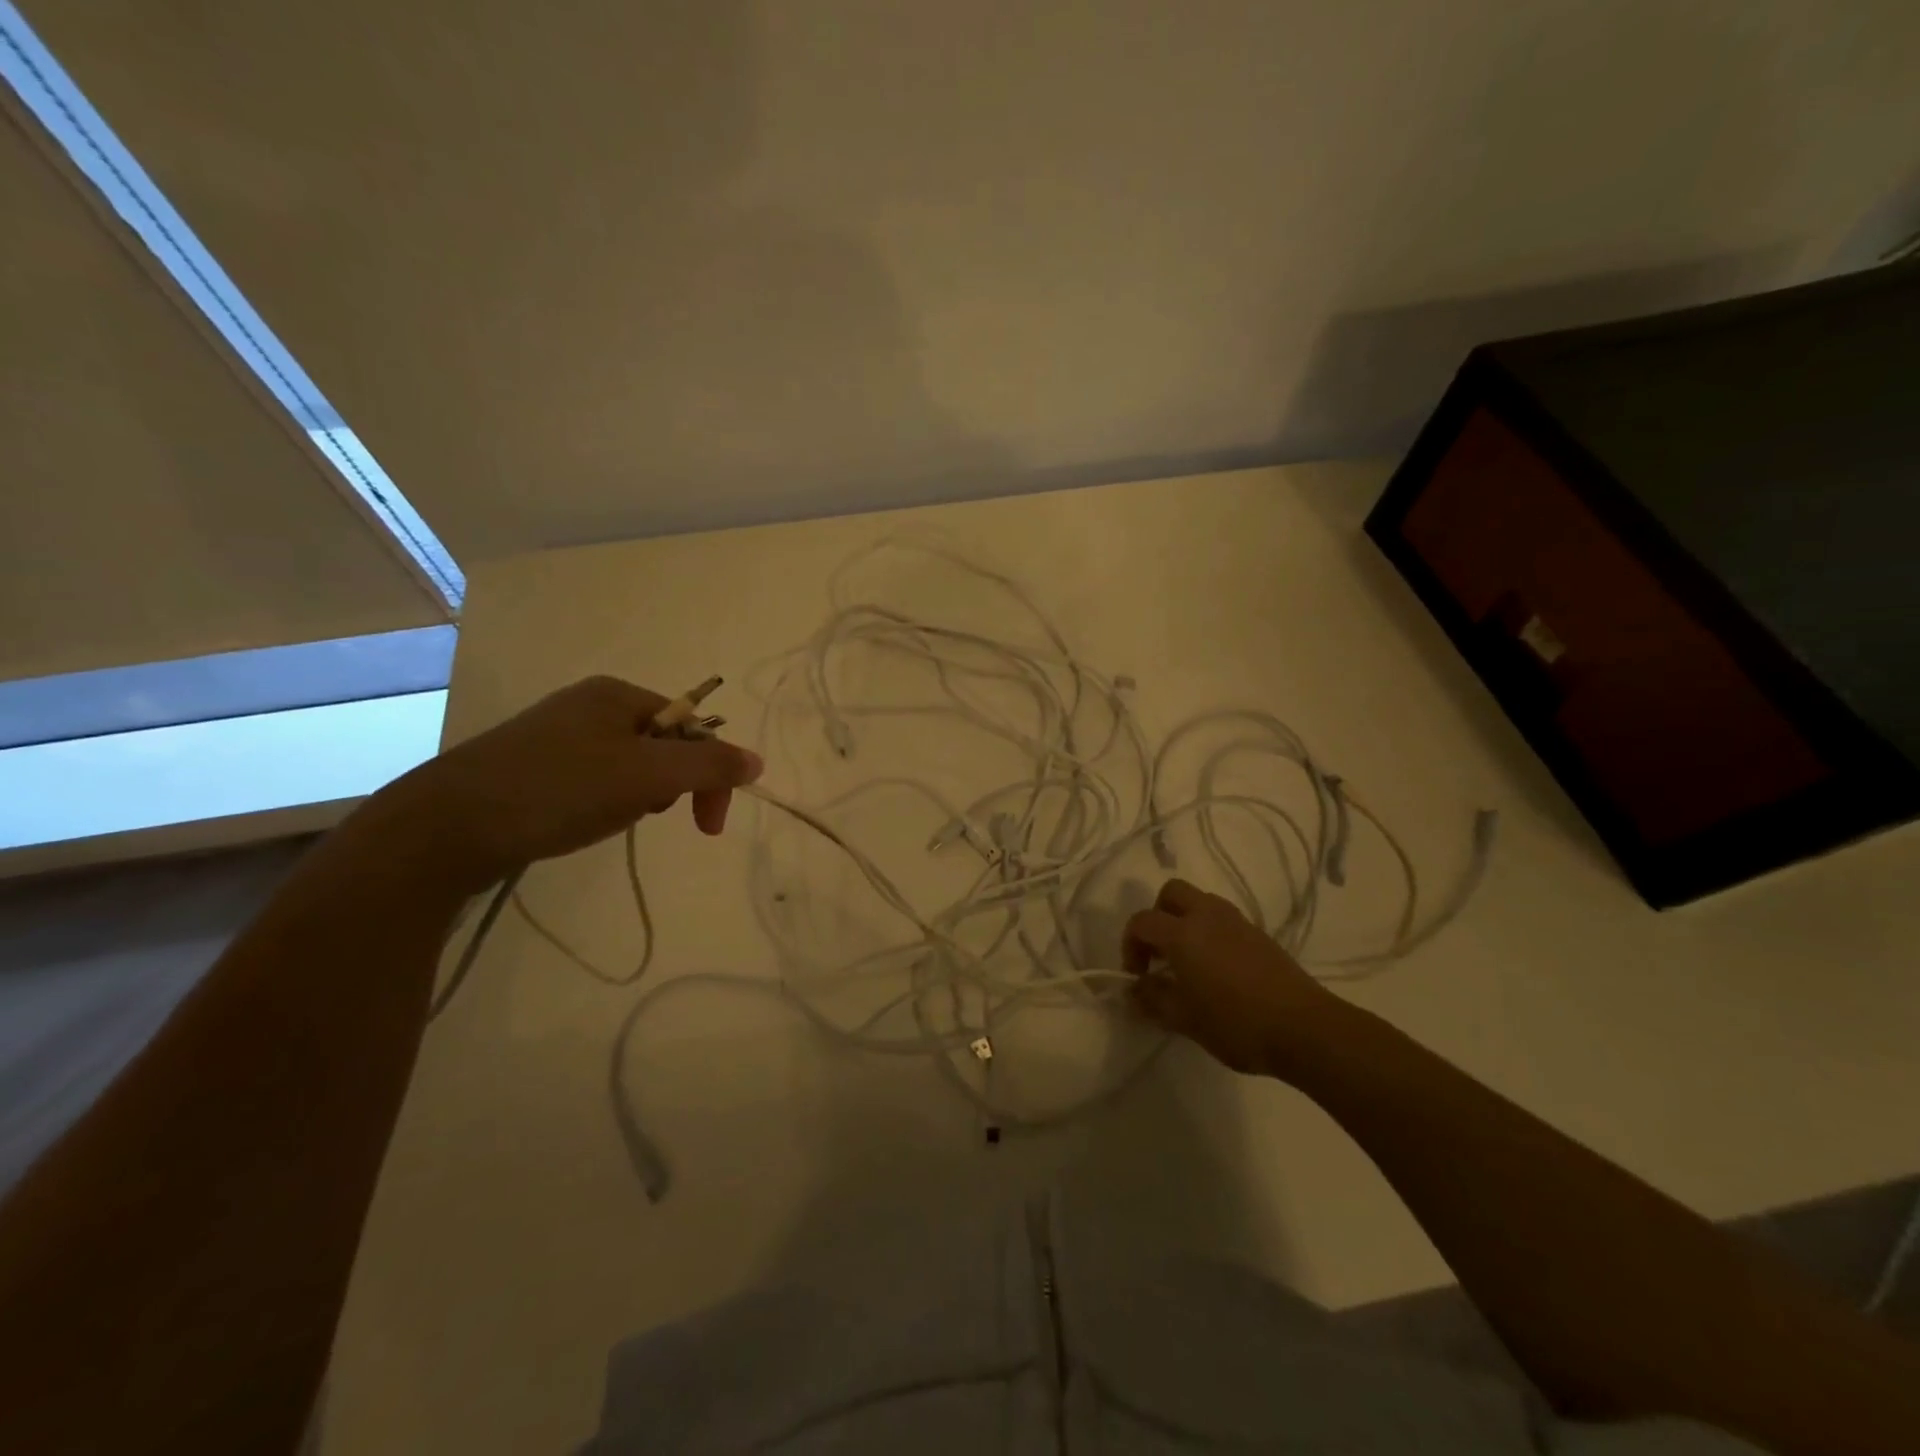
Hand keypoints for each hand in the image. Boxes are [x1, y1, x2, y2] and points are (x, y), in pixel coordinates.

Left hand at [380, 675, 763, 890]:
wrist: (446, 825)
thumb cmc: (559, 790)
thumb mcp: (648, 776)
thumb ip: (709, 767)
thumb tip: (757, 762)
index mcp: (618, 693)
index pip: (693, 729)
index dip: (711, 775)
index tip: (708, 827)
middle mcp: (589, 704)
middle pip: (663, 746)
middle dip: (668, 788)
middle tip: (643, 814)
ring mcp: (556, 733)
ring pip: (629, 767)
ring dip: (636, 798)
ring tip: (605, 820)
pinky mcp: (531, 765)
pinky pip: (593, 779)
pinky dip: (602, 803)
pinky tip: (578, 822)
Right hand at [1123, 878, 1339, 1075]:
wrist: (1304, 1028)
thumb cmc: (1236, 1023)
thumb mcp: (1184, 1019)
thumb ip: (1152, 999)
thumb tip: (1133, 989)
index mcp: (1183, 933)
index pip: (1142, 922)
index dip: (1130, 946)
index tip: (1137, 976)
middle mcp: (1207, 916)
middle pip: (1171, 893)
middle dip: (1157, 916)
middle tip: (1159, 953)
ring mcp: (1237, 922)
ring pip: (1200, 902)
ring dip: (1185, 921)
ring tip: (1188, 961)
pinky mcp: (1259, 934)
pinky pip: (1223, 919)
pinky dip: (1209, 932)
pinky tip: (1217, 969)